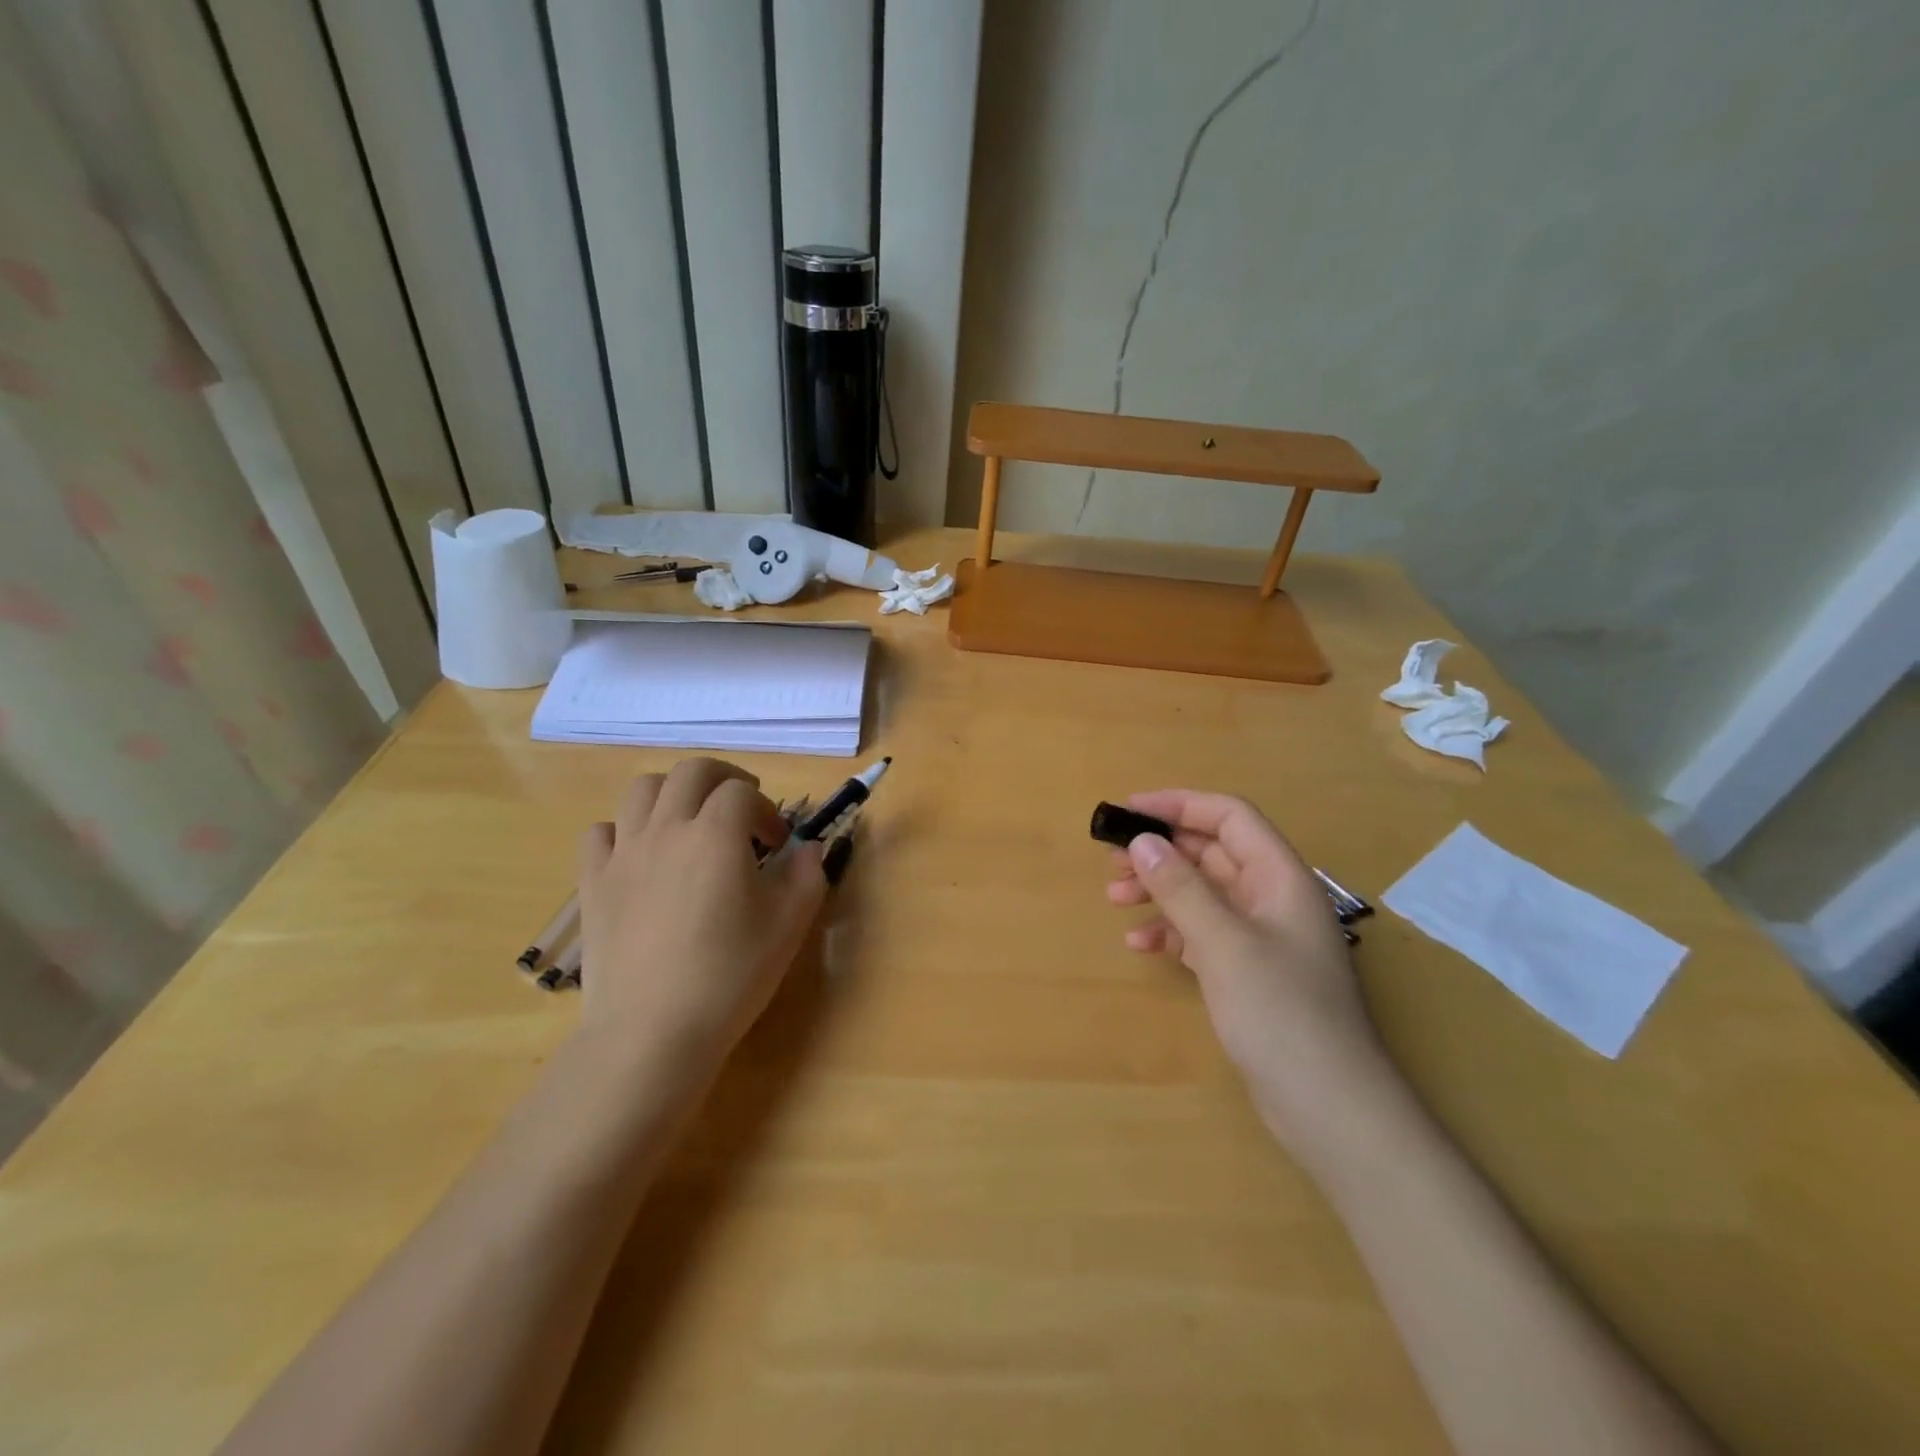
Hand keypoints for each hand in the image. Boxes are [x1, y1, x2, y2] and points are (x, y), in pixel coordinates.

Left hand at [576, 758, 825, 1074]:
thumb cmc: (730, 975)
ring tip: (691, 822)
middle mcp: (667, 828)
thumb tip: (809, 847)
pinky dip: (625, 830)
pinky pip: (601, 831)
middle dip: (723, 779)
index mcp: (716, 834)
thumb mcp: (789, 925)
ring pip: (642, 789)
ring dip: (674, 793)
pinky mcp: (593, 882)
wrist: (652, 1031)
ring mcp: (623, 853)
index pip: (743, 792)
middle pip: (692, 771)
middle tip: (741, 808)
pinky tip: (642, 856)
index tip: (778, 844)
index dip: (766, 809)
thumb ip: (807, 874)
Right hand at [1106, 790, 1390, 1145]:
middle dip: (1162, 851)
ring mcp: (1262, 938)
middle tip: (1112, 861)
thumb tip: (1143, 842)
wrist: (1329, 1107)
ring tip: (1115, 899)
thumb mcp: (1224, 943)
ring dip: (1160, 890)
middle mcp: (1272, 898)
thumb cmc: (1281, 1013)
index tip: (1129, 812)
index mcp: (1280, 877)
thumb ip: (1182, 888)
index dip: (1179, 805)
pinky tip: (1141, 945)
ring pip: (1203, 893)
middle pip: (1212, 853)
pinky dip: (1171, 931)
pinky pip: (1203, 933)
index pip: (1229, 817)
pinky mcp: (1250, 972)